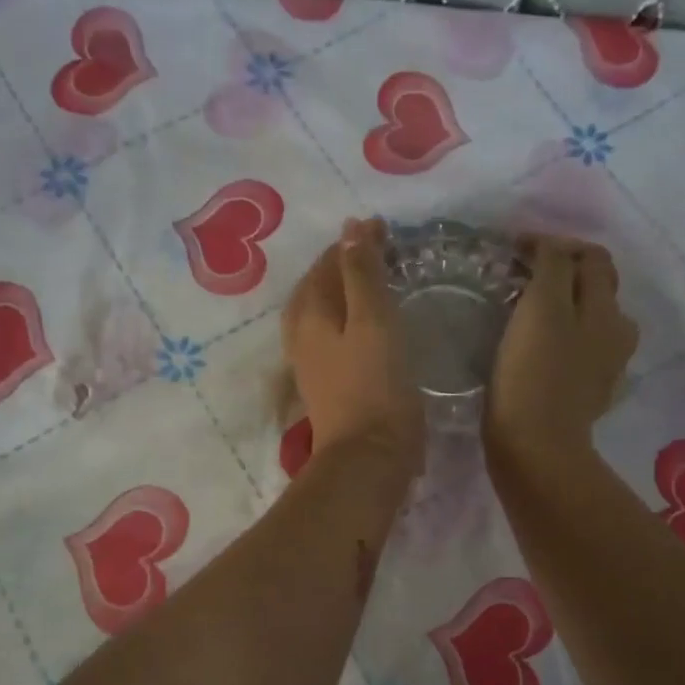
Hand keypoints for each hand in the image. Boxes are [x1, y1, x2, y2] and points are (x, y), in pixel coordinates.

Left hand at [283, 218, 424, 472]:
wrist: (368, 457)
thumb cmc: (376, 385)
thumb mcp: (373, 321)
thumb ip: (361, 273)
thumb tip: (350, 228)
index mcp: (310, 313)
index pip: (327, 263)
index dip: (353, 242)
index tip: (383, 227)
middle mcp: (301, 333)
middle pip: (316, 286)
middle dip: (341, 263)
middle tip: (375, 249)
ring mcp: (309, 361)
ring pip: (319, 311)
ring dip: (340, 290)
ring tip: (367, 280)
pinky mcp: (324, 383)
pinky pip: (328, 334)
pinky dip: (344, 316)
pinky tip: (361, 324)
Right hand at [485, 236, 637, 462]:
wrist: (535, 447)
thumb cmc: (532, 375)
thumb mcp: (541, 308)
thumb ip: (551, 268)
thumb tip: (549, 247)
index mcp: (606, 310)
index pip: (591, 257)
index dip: (554, 245)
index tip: (514, 251)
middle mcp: (615, 333)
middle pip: (596, 287)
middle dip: (563, 273)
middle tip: (521, 277)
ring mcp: (604, 366)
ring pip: (589, 320)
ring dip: (564, 306)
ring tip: (528, 312)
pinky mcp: (587, 393)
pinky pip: (578, 351)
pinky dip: (560, 338)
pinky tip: (536, 348)